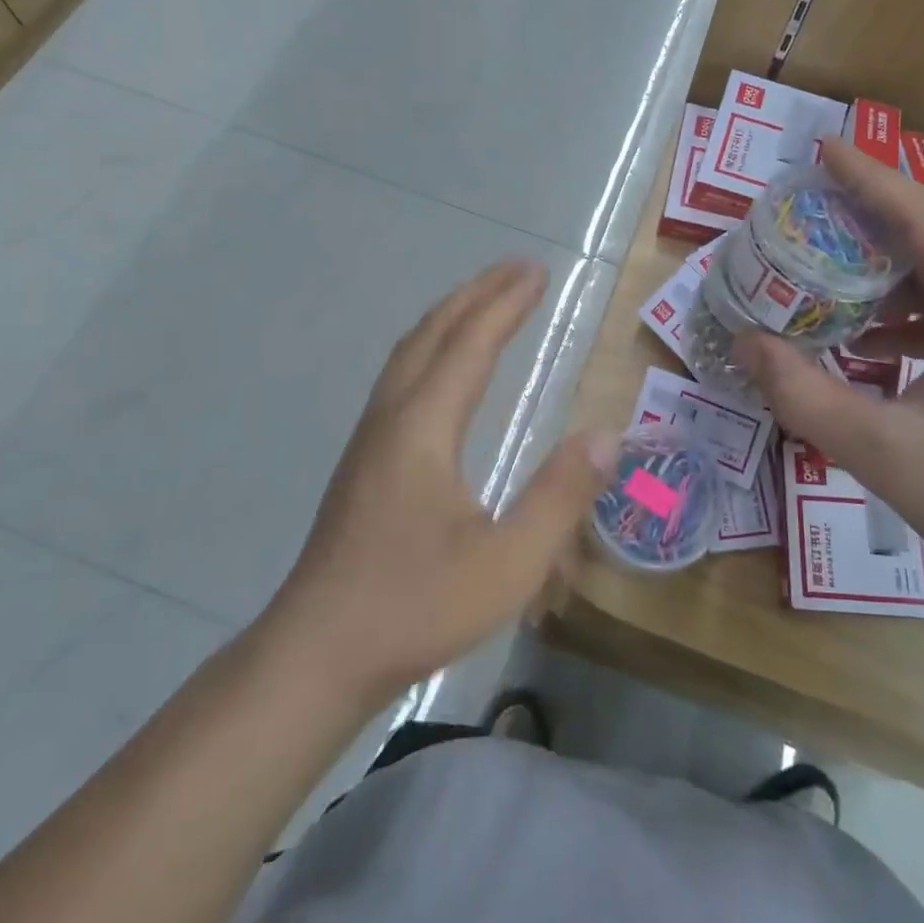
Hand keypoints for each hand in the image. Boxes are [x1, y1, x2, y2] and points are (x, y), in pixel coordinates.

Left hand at [271, 260, 615, 701]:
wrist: (317, 653)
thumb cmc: (415, 607)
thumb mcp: (506, 564)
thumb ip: (559, 497)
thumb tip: (607, 435)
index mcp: (424, 426)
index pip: (471, 344)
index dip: (506, 304)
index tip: (538, 272)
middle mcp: (392, 416)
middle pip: (434, 332)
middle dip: (478, 294)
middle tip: (518, 269)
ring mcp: (370, 436)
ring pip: (410, 351)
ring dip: (451, 315)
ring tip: (485, 299)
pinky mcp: (363, 459)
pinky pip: (402, 374)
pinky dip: (432, 345)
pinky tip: (443, 367)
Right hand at [736, 139, 923, 626]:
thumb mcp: (886, 454)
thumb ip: (805, 396)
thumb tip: (746, 343)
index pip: (923, 220)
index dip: (869, 178)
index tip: (820, 149)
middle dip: (865, 219)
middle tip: (804, 210)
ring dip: (879, 273)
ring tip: (820, 271)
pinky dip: (899, 318)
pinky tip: (862, 342)